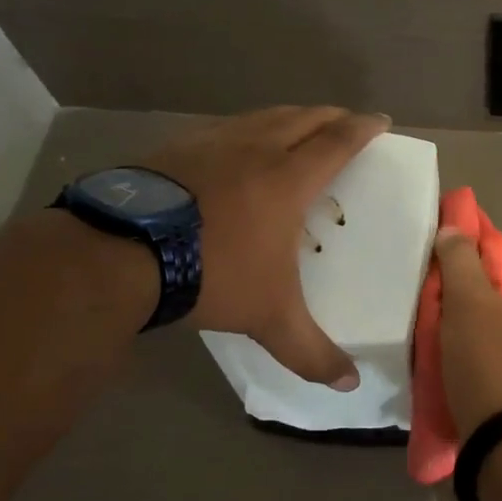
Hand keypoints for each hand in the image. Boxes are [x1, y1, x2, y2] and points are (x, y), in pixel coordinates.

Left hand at [144, 106, 387, 385]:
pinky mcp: (175, 147)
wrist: (120, 254)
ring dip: (290, 117)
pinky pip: (224, 127)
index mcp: (288, 179)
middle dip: (332, 116)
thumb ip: (311, 351)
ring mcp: (211, 143)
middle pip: (304, 118)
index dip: (363, 128)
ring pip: (263, 116)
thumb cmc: (211, 274)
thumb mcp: (269, 319)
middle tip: (347, 122)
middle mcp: (255, 149)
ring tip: (298, 127)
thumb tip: (350, 383)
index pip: (338, 142)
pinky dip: (246, 129)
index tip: (381, 120)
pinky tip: (235, 146)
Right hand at [433, 230, 501, 432]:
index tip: (438, 253)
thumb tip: (452, 230)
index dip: (472, 251)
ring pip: (481, 329)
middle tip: (423, 295)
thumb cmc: (489, 361)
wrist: (501, 440)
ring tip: (421, 329)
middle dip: (457, 293)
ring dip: (452, 327)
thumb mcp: (471, 302)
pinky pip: (476, 359)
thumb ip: (460, 262)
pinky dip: (455, 356)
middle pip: (491, 296)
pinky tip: (432, 361)